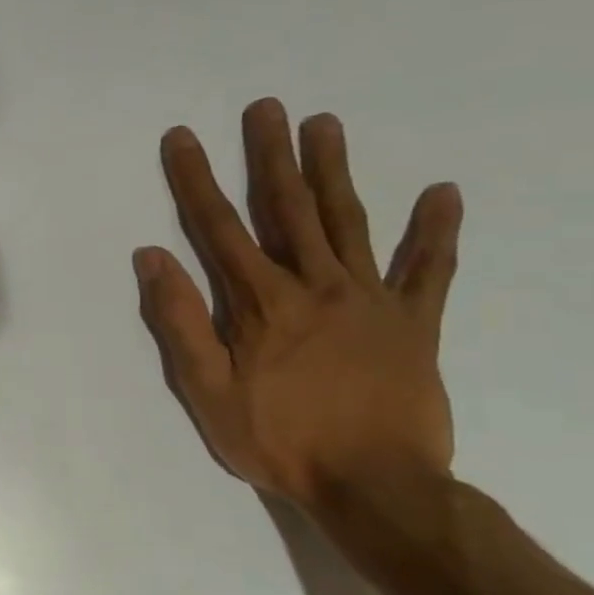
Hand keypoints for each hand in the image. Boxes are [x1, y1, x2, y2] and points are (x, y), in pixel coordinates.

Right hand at [135, 98, 463, 513]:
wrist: (377, 486)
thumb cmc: (278, 439)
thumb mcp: (207, 389)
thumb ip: (181, 321)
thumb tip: (152, 257)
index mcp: (262, 302)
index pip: (219, 227)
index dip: (196, 180)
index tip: (183, 138)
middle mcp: (317, 286)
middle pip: (289, 209)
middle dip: (271, 156)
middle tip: (267, 108)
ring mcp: (372, 300)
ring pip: (349, 223)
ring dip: (334, 172)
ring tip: (326, 125)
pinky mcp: (416, 323)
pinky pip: (429, 271)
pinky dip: (435, 233)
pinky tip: (441, 194)